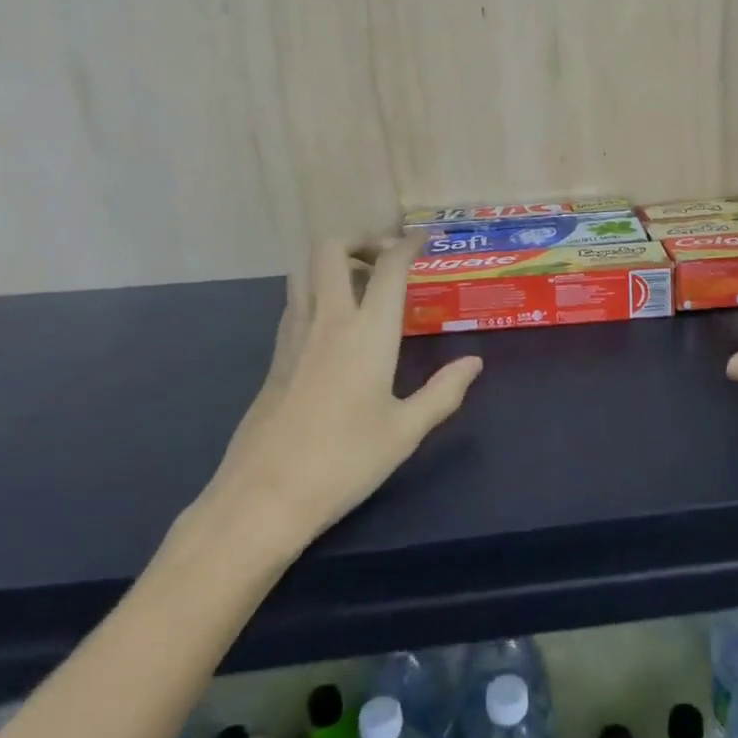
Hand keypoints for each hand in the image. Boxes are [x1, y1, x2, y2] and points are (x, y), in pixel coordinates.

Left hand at [190, 237, 482, 557]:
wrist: (263, 497)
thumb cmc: (344, 463)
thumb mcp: (404, 432)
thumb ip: (443, 392)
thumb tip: (474, 363)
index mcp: (367, 334)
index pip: (387, 268)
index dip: (407, 245)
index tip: (423, 240)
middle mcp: (327, 321)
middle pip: (331, 249)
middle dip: (360, 239)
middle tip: (385, 259)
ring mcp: (293, 335)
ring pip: (304, 270)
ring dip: (333, 262)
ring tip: (361, 284)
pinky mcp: (275, 356)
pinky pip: (295, 300)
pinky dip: (316, 290)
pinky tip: (334, 323)